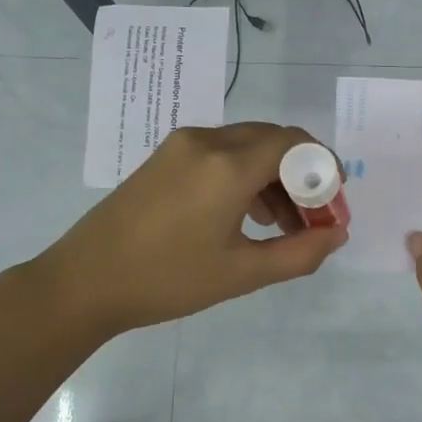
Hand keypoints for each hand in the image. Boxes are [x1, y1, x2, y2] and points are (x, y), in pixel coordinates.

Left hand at [41, 123, 348, 336]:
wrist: (84, 282)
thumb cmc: (168, 280)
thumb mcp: (242, 273)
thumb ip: (300, 253)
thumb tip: (337, 234)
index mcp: (228, 165)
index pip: (295, 143)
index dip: (324, 168)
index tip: (334, 203)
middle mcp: (207, 141)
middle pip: (274, 140)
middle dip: (302, 174)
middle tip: (313, 217)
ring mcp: (182, 145)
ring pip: (247, 145)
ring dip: (274, 177)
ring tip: (282, 225)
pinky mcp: (165, 157)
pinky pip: (221, 153)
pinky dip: (245, 175)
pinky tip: (246, 215)